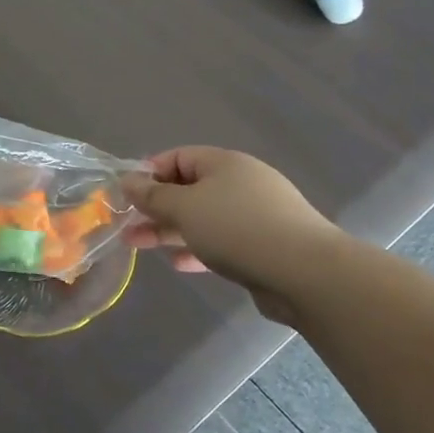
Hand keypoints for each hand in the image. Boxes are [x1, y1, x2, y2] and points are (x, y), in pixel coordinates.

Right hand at [121, 147, 338, 312]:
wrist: (307, 274)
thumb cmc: (237, 229)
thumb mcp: (185, 208)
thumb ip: (152, 195)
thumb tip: (128, 180)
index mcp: (224, 164)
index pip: (177, 157)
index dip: (149, 173)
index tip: (126, 195)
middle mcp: (241, 184)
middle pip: (188, 189)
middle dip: (155, 207)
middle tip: (126, 225)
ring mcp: (255, 216)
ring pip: (202, 217)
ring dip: (170, 230)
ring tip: (139, 246)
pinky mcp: (264, 246)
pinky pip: (221, 241)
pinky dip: (197, 248)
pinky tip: (179, 264)